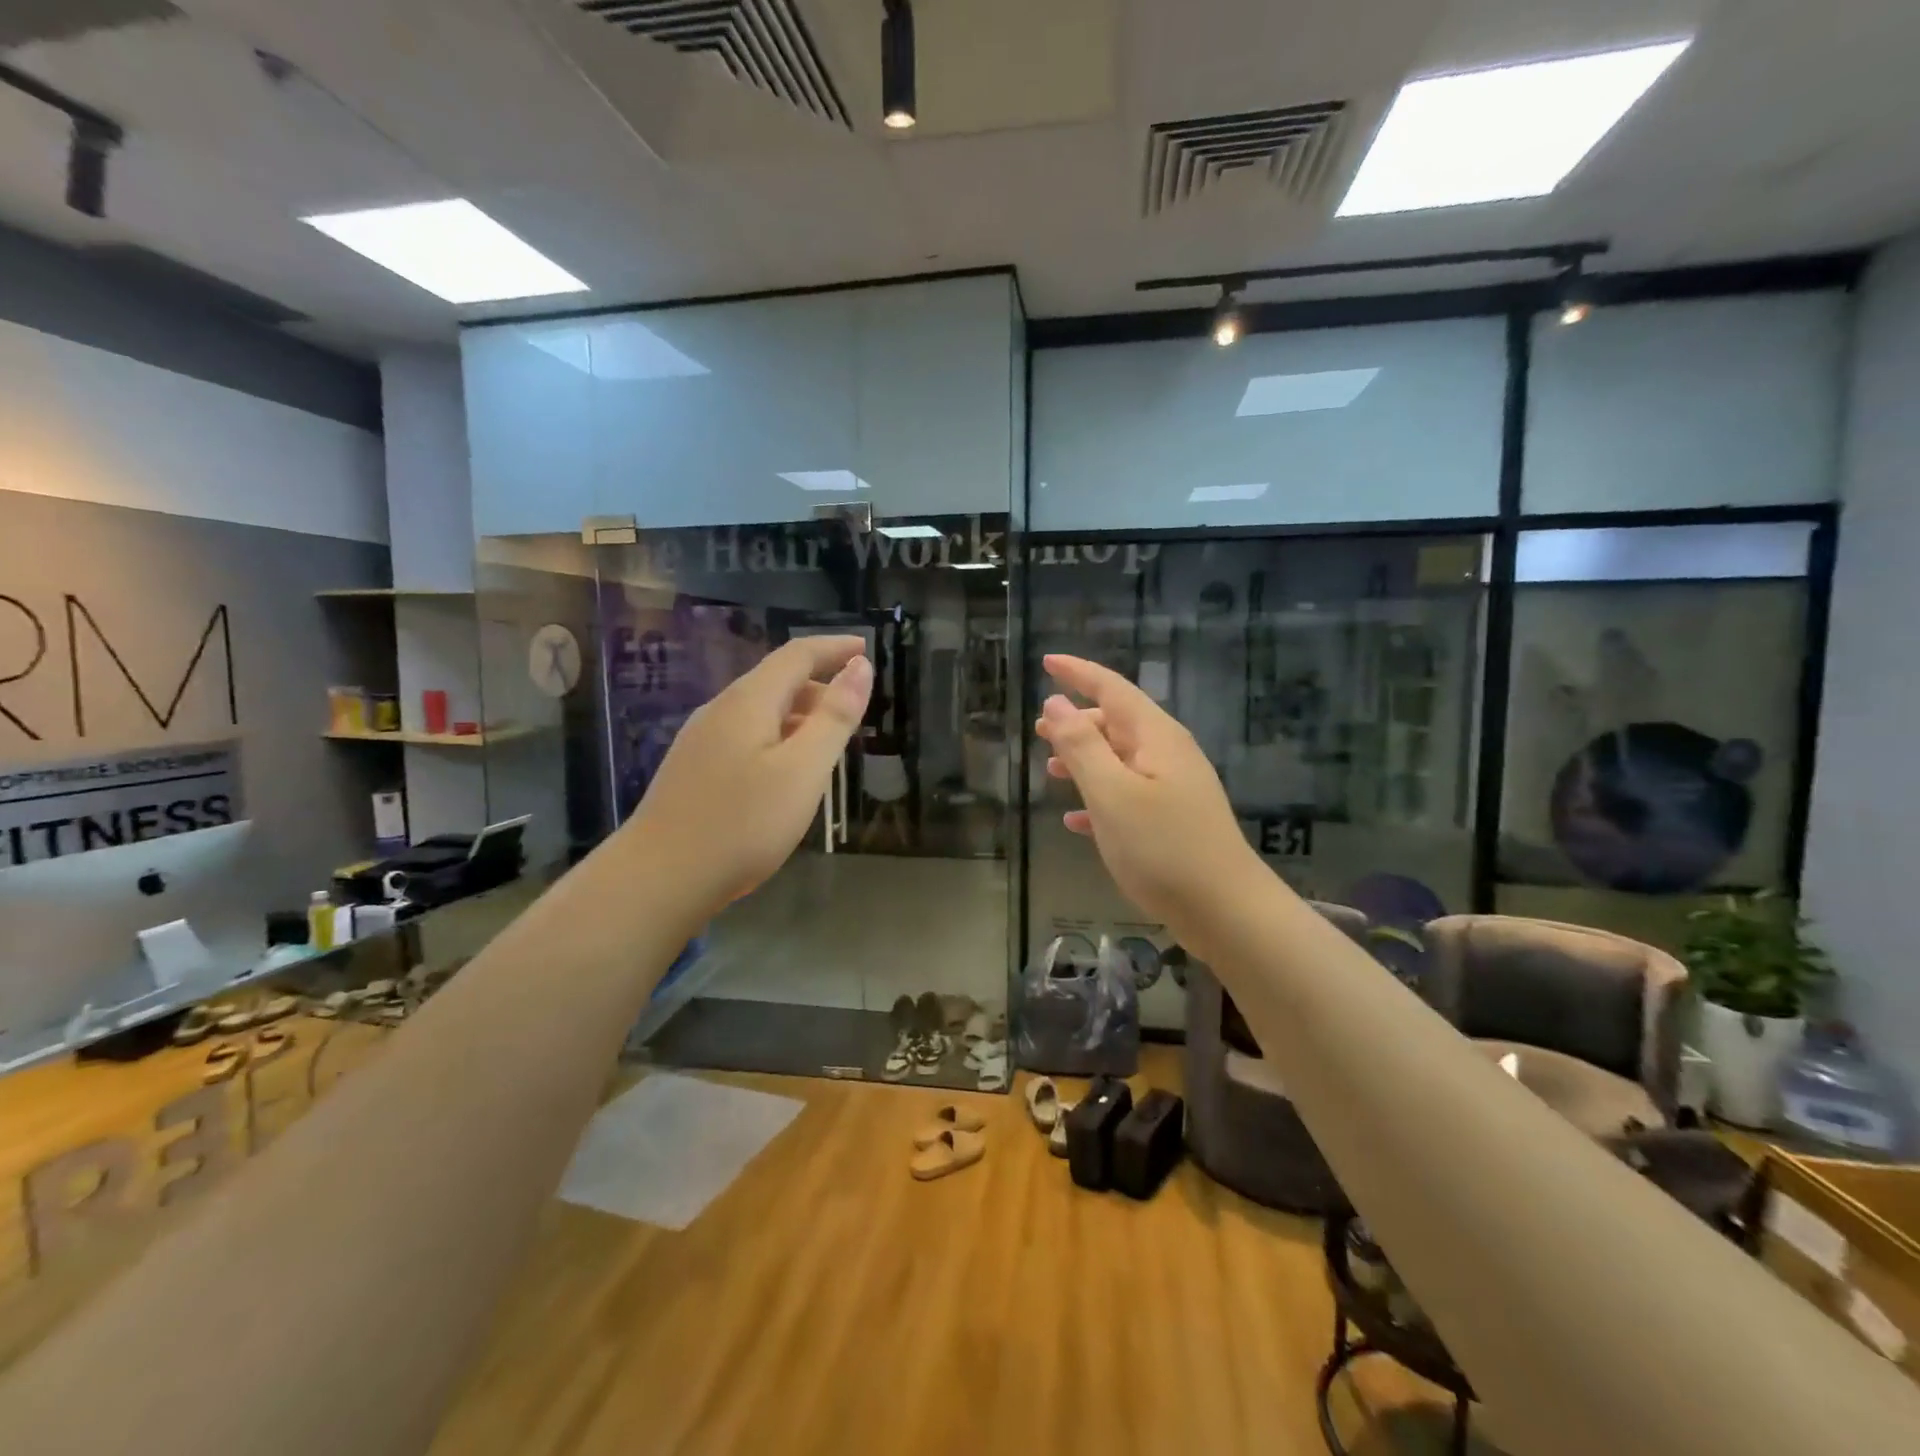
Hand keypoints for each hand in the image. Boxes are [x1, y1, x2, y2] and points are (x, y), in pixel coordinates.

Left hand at [625, 635, 871, 918]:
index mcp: (748, 701)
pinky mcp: (694, 770)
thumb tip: (860, 666)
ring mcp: (701, 741)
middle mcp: (721, 710)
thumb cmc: (742, 823)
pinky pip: (746, 736)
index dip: (834, 647)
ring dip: (800, 715)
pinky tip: (787, 773)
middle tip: (856, 709)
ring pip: (760, 712)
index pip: (796, 655)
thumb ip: (834, 717)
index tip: (866, 648)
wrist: (659, 879)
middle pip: (776, 681)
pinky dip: (778, 738)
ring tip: (829, 742)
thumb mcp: (803, 770)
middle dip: (820, 685)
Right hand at [1035, 653, 1263, 942]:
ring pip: (1121, 759)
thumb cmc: (1163, 849)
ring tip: (1051, 772)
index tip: (1047, 661)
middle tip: (1038, 731)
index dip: (1078, 673)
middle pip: (1117, 722)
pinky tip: (1076, 822)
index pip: (1112, 688)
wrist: (1226, 911)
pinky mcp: (1175, 820)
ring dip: (1085, 760)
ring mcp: (1175, 788)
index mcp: (1155, 737)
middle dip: (1077, 722)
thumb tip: (1055, 703)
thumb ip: (1081, 746)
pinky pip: (1129, 795)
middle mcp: (1168, 753)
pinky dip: (1100, 797)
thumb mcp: (1111, 794)